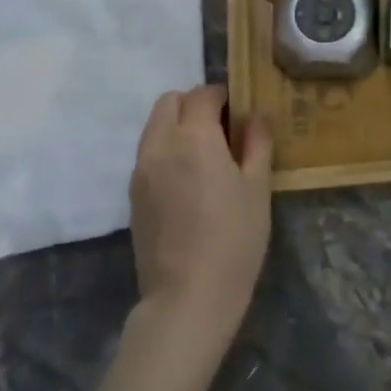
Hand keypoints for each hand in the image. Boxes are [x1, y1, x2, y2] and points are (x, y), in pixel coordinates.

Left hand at [128, 86, 272, 351]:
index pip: (203, 94)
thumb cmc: (234, 238)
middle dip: (194, 104)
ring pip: (154, 127)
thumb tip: (255, 115)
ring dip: (178, 126)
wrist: (188, 296)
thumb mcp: (258, 187)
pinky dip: (166, 150)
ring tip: (206, 156)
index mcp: (194, 138)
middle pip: (169, 102)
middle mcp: (160, 145)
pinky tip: (189, 181)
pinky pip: (148, 153)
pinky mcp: (132, 195)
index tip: (241, 112)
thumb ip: (257, 142)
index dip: (224, 95)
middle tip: (222, 129)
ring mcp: (140, 171)